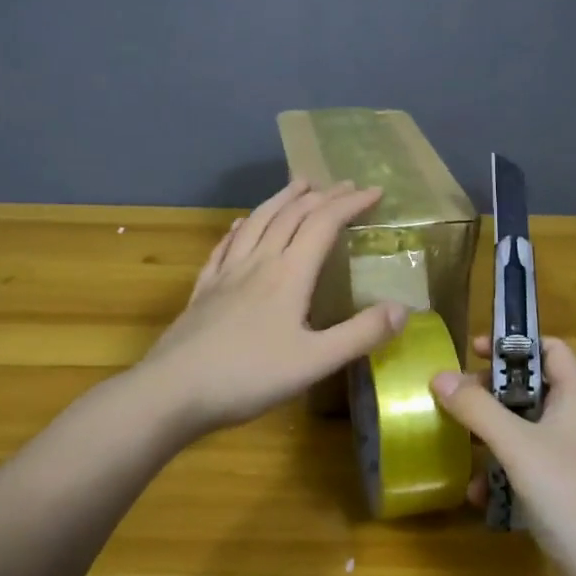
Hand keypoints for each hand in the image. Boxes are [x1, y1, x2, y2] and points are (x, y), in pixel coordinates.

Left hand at [138, 179, 407, 439]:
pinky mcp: (203, 289)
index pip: (324, 224)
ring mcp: (226, 273)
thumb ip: (360, 334)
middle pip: (291, 215)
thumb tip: (402, 308)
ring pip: (257, 222)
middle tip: (344, 185)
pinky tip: (239, 226)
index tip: (375, 191)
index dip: (350, 204)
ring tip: (298, 184)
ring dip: (281, 199)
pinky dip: (240, 228)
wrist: (173, 391)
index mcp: (288, 274)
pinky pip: (225, 246)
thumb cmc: (249, 377)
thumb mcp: (315, 362)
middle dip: (321, 196)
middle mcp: (258, 262)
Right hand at [431, 336, 575, 575]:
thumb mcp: (518, 445)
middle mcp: (573, 424)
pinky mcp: (557, 497)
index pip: (551, 349)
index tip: (474, 351)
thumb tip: (439, 375)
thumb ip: (478, 409)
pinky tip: (477, 495)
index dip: (515, 343)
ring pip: (521, 432)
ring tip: (456, 442)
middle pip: (529, 389)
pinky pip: (521, 471)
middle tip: (455, 398)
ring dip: (488, 437)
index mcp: (575, 399)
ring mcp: (566, 463)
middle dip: (490, 392)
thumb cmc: (571, 495)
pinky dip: (498, 477)